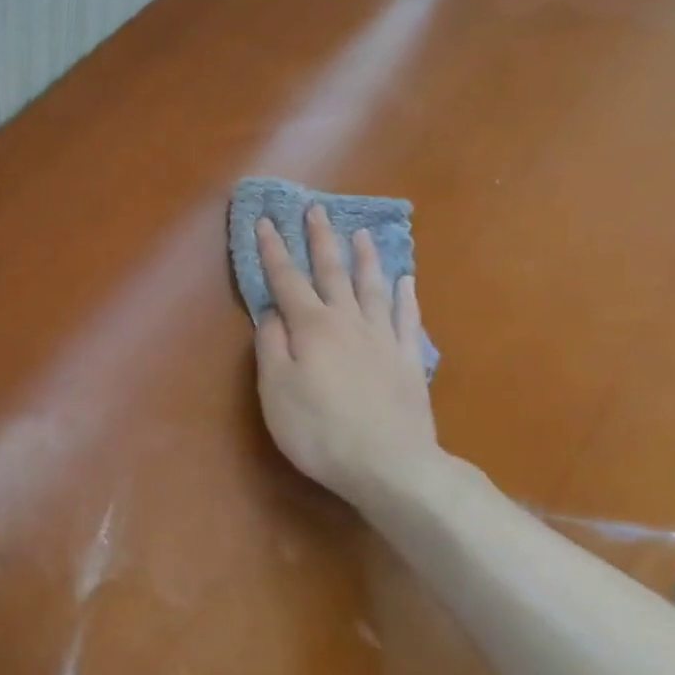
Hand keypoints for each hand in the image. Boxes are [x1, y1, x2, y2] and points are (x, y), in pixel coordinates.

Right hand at [253, 205, 445, 517]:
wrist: (389, 464)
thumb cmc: (319, 429)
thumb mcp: (276, 389)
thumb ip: (271, 345)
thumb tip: (272, 311)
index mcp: (311, 326)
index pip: (286, 280)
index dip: (273, 250)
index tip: (266, 222)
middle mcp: (347, 321)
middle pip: (332, 272)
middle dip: (320, 240)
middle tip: (316, 210)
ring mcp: (382, 338)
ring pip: (371, 287)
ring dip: (364, 258)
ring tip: (361, 234)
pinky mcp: (408, 360)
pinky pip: (406, 318)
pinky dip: (404, 295)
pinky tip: (405, 280)